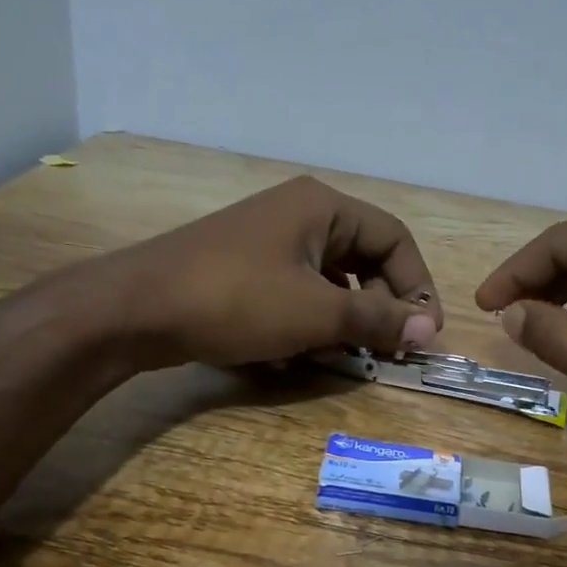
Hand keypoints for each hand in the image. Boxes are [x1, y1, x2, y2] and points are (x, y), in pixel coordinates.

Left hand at [104, 176, 442, 368]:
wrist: (135, 309)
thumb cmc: (236, 300)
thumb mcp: (316, 312)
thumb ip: (377, 318)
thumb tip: (430, 330)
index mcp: (323, 207)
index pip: (394, 239)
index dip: (417, 286)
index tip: (424, 333)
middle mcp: (298, 215)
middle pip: (362, 260)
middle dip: (375, 310)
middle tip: (383, 352)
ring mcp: (267, 242)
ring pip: (328, 283)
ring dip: (339, 324)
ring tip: (331, 358)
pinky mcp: (243, 271)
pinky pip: (294, 295)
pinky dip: (303, 325)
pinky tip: (290, 357)